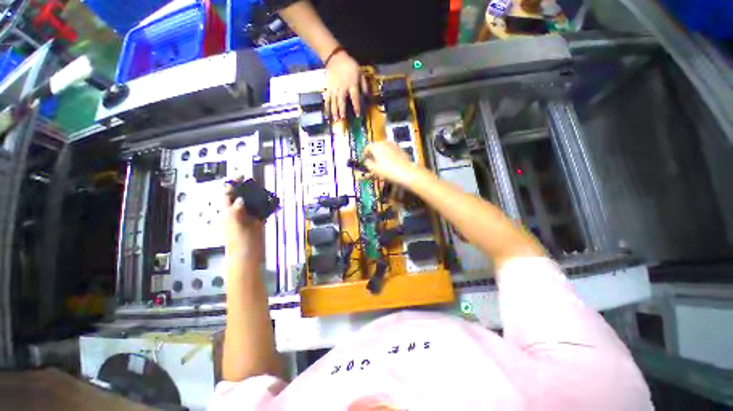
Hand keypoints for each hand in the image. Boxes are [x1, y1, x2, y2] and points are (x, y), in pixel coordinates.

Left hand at [223, 179, 263, 255]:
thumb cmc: (238, 242)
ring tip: (264, 189)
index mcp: (228, 213)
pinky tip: (271, 202)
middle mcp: (238, 213)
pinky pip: (262, 211)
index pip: (228, 195)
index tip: (241, 175)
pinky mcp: (258, 222)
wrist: (247, 254)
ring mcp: (249, 217)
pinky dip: (266, 206)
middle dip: (247, 187)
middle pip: (242, 196)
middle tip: (255, 181)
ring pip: (253, 202)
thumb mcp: (234, 225)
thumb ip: (235, 211)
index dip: (233, 184)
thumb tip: (240, 199)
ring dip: (258, 195)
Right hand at [324, 50, 366, 119]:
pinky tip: (327, 114)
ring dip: (335, 111)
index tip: (357, 115)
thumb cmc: (350, 66)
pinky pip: (328, 99)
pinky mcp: (328, 89)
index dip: (356, 106)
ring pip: (334, 102)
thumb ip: (364, 85)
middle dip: (342, 110)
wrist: (335, 58)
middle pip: (342, 101)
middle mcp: (342, 88)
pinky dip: (327, 107)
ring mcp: (334, 89)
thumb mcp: (360, 73)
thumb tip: (367, 96)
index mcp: (352, 85)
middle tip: (343, 118)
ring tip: (336, 119)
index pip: (355, 97)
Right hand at [363, 141, 422, 186]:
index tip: (365, 160)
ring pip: (385, 148)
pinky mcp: (401, 149)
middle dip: (374, 153)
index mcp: (376, 146)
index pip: (367, 147)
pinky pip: (392, 151)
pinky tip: (390, 163)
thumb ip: (368, 163)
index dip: (365, 154)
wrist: (406, 172)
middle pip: (376, 146)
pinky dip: (389, 155)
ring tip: (381, 163)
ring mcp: (394, 145)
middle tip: (373, 162)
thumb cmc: (387, 171)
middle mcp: (385, 142)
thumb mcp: (374, 169)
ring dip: (382, 153)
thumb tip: (366, 160)